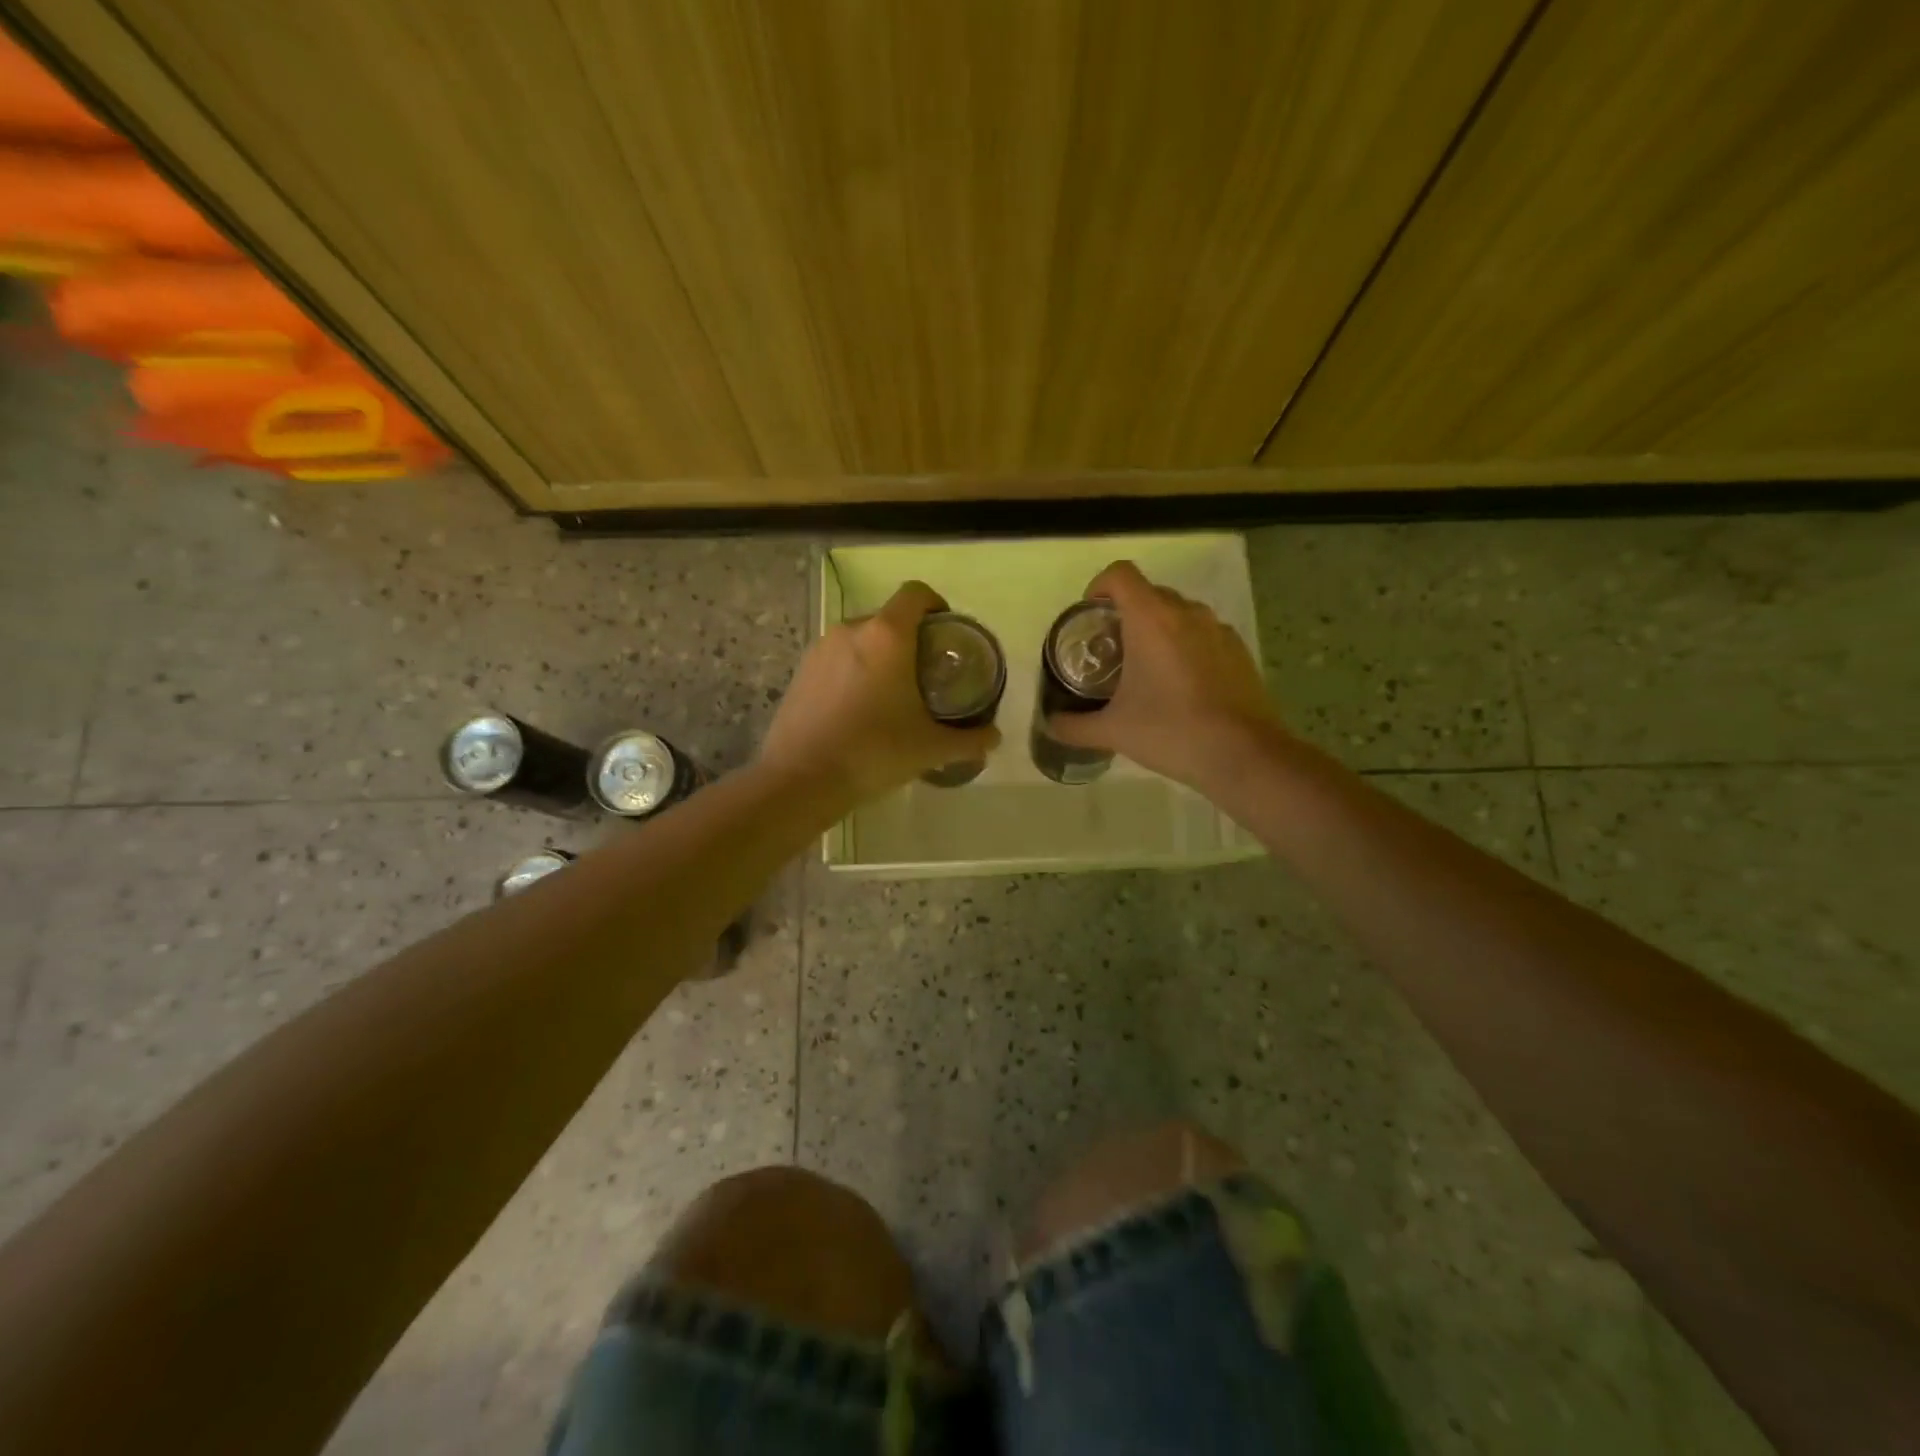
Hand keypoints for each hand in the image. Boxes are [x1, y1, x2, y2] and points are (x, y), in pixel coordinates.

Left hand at [759, 581, 1000, 804]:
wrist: (801, 780)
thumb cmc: (874, 752)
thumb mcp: (930, 748)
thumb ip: (969, 739)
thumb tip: (994, 737)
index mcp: (887, 636)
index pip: (916, 594)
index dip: (936, 605)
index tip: (946, 633)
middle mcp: (851, 630)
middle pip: (889, 618)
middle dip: (911, 638)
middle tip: (926, 674)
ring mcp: (820, 649)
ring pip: (861, 640)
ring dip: (880, 656)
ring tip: (893, 694)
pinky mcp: (801, 671)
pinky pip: (837, 659)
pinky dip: (854, 672)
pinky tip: (859, 709)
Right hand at [1047, 560, 1284, 792]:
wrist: (1243, 755)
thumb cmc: (1171, 732)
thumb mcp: (1113, 731)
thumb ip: (1074, 725)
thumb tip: (1050, 724)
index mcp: (1151, 619)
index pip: (1120, 574)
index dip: (1099, 587)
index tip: (1091, 618)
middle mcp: (1187, 613)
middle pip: (1148, 593)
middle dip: (1125, 614)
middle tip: (1111, 652)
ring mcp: (1218, 629)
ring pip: (1178, 614)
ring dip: (1157, 630)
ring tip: (1145, 670)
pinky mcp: (1239, 651)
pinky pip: (1203, 634)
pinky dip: (1185, 647)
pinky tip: (1181, 688)